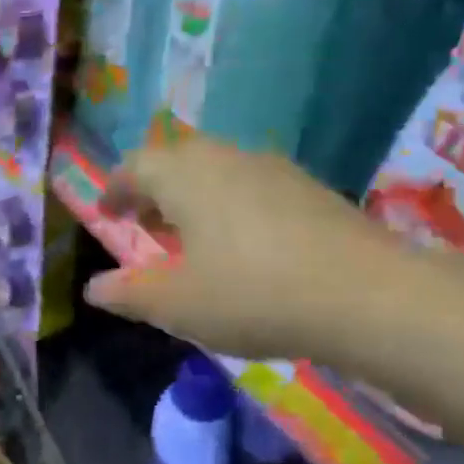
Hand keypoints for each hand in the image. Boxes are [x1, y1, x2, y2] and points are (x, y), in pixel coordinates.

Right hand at [85, 137, 407, 357]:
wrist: (369, 296)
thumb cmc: (252, 295)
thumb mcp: (176, 305)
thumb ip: (128, 294)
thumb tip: (94, 288)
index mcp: (184, 176)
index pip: (135, 166)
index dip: (116, 189)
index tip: (107, 213)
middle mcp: (226, 158)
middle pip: (177, 159)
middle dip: (154, 188)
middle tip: (146, 222)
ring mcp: (274, 170)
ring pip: (218, 169)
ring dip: (193, 195)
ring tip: (191, 236)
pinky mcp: (312, 189)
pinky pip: (253, 185)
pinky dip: (231, 204)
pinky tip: (244, 244)